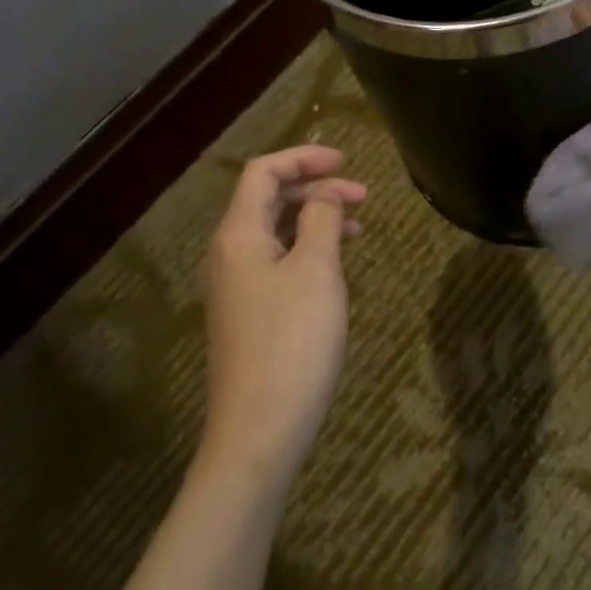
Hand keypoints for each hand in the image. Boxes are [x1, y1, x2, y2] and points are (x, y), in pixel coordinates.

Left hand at [197, 146, 365, 486]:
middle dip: (314, 188)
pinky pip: (275, 260)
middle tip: (362, 196)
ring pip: (274, 231)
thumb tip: (324, 193)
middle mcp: (228, 254)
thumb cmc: (292, 342)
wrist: (258, 432)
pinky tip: (335, 263)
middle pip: (267, 199)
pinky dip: (306, 248)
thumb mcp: (316, 270)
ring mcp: (235, 286)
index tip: (346, 160)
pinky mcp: (247, 313)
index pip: (264, 172)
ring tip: (357, 225)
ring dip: (313, 218)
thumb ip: (322, 219)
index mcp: (238, 235)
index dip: (304, 158)